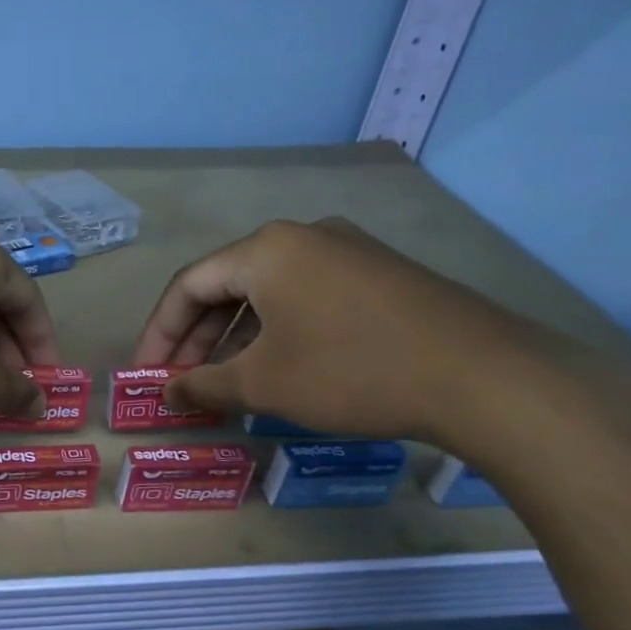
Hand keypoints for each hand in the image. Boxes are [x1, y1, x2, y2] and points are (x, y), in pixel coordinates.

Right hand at [132, 217, 586, 448]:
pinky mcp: (380, 274)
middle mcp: (303, 237)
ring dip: (236, 337)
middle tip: (181, 381)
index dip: (159, 333)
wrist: (483, 377)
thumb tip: (168, 392)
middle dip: (197, 337)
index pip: (188, 286)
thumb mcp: (263, 384)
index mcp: (265, 250)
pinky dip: (277, 330)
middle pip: (227, 285)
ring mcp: (347, 250)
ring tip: (224, 380)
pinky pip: (306, 296)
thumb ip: (203, 386)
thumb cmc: (350, 372)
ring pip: (268, 292)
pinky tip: (278, 366)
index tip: (147, 374)